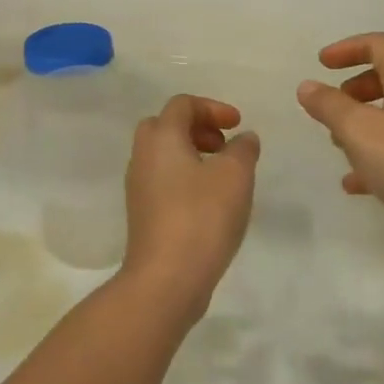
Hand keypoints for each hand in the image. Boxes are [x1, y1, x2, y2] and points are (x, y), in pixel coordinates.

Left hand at [120, 95, 260, 323]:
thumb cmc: (202, 217)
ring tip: (222, 175)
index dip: (212, 108)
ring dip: (192, 154)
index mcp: (161, 138)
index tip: (238, 125)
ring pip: (163, 155)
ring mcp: (138, 187)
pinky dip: (185, 178)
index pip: (182, 104)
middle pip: (165, 126)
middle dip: (197, 128)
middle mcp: (143, 156)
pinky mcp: (142, 213)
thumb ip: (243, 149)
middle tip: (223, 145)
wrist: (166, 279)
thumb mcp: (235, 176)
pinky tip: (210, 202)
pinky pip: (163, 180)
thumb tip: (244, 138)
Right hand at [297, 33, 383, 277]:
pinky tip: (354, 184)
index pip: (381, 45)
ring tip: (337, 143)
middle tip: (334, 102)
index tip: (321, 64)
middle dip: (358, 85)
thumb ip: (330, 105)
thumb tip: (307, 86)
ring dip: (364, 122)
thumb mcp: (359, 131)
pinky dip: (375, 158)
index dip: (348, 48)